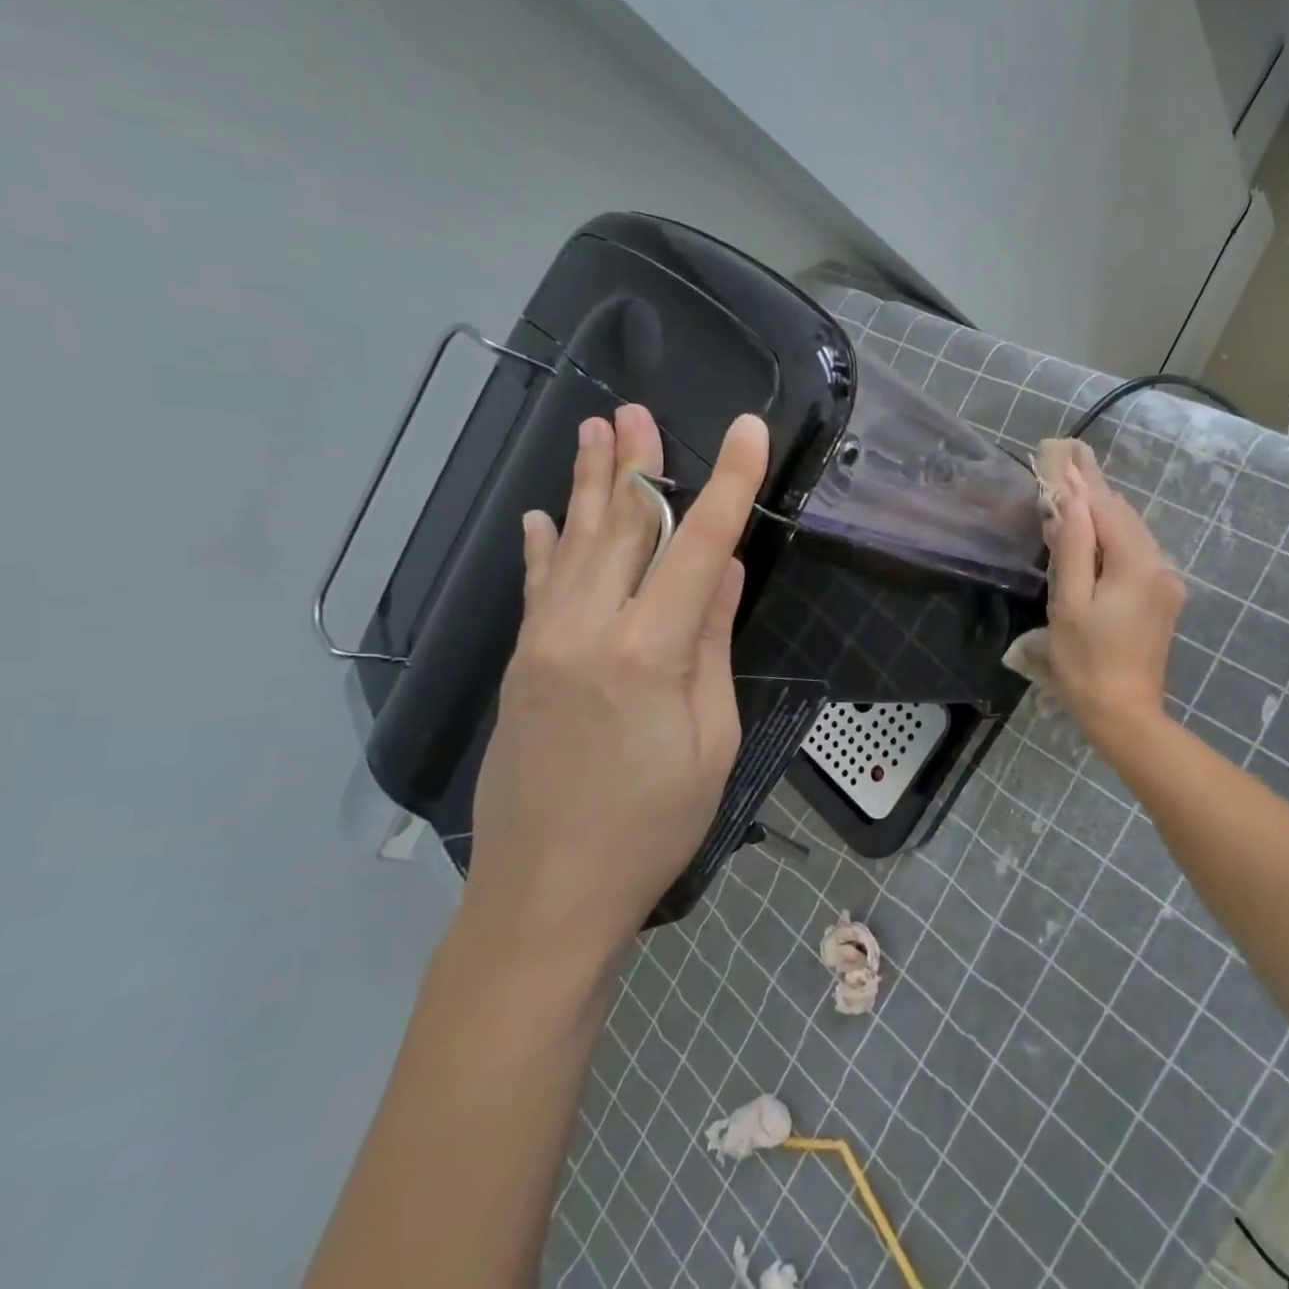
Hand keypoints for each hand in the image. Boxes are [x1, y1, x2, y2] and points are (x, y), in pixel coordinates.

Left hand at [463, 404, 769, 961]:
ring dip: (586, 485)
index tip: (748, 433)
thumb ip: (711, 646)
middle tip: (641, 410)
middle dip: (637, 465)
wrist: (547, 896)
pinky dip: (541, 547)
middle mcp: (587, 630)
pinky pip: (535, 588)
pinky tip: (538, 515)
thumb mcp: (711, 739)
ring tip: (594, 431)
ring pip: (572, 545)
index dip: (728, 484)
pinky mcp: (522, 666)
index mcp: (648, 651)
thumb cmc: (652, 824)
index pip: (698, 546)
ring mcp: (544, 644)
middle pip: (620, 528)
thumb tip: (720, 573)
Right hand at [1043, 449, 1185, 744]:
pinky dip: (1113, 542)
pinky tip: (1093, 539)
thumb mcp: (1069, 604)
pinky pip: (1137, 557)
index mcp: (1138, 565)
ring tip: (1074, 496)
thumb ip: (1072, 548)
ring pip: (1132, 537)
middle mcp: (1160, 567)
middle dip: (1094, 496)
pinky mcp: (1163, 600)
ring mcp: (1166, 585)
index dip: (1081, 486)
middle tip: (1066, 468)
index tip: (1061, 459)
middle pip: (1124, 519)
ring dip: (1103, 518)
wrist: (1124, 715)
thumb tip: (1070, 501)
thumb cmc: (1086, 662)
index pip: (1107, 510)